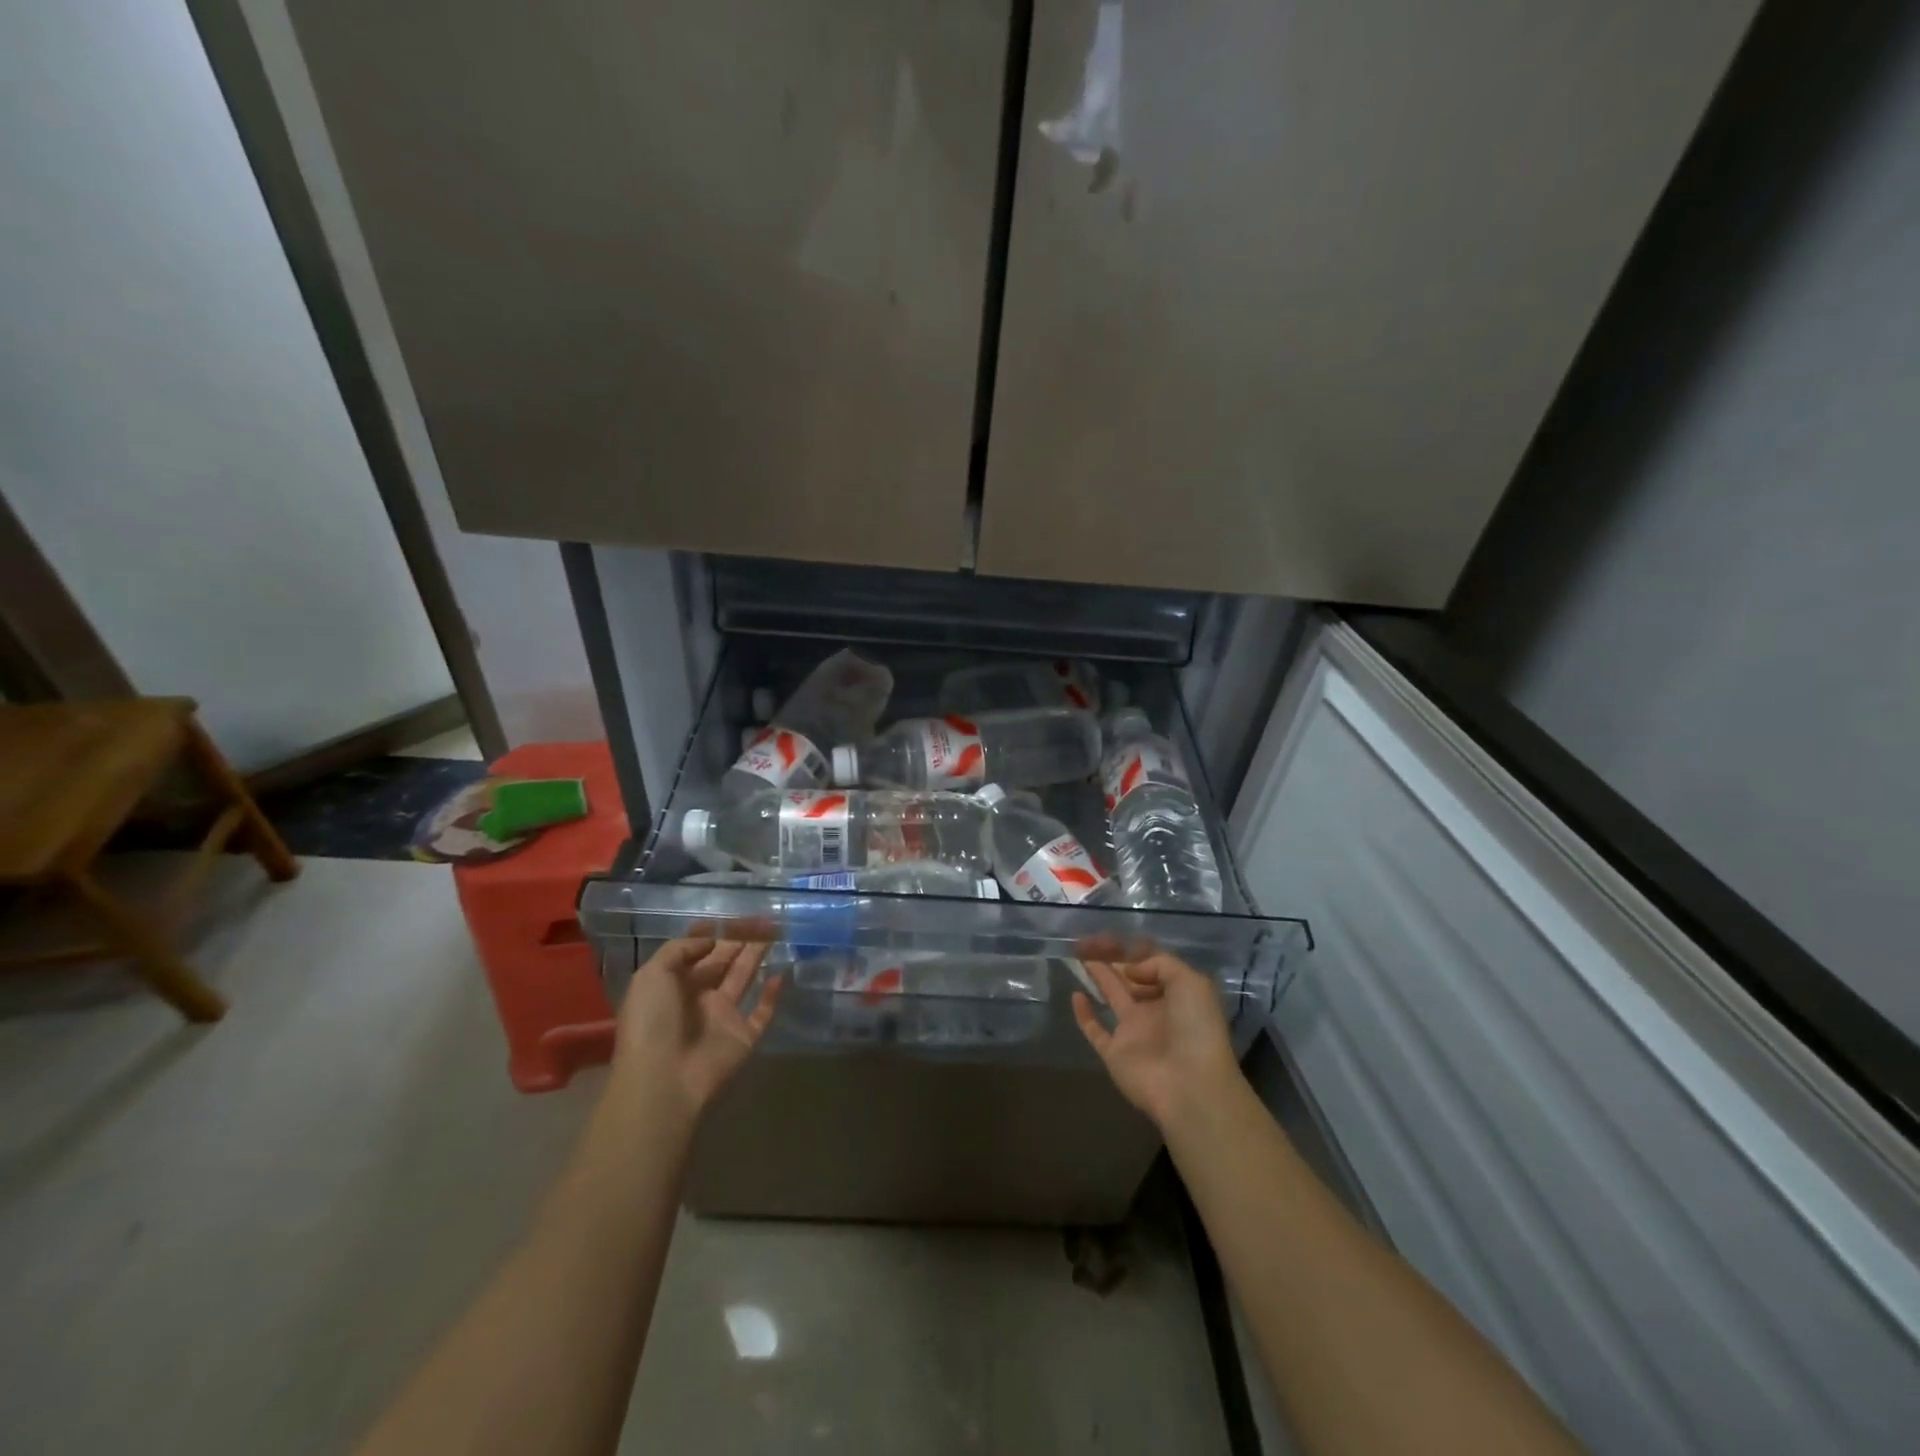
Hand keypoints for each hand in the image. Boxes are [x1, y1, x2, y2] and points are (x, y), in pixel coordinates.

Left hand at [613, 924, 782, 1114]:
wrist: (663, 1080)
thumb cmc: (652, 1023)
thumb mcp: (651, 975)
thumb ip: (680, 949)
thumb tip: (712, 940)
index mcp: (673, 984)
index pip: (697, 952)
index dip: (714, 934)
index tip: (732, 917)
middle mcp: (698, 997)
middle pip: (724, 961)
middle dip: (742, 939)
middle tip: (765, 918)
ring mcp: (722, 1018)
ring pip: (744, 979)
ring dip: (757, 956)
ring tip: (777, 932)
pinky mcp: (743, 1037)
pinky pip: (762, 1013)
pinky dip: (772, 996)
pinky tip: (780, 975)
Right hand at [1072, 949, 1241, 1130]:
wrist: (1190, 1085)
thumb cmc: (1195, 1029)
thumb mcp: (1189, 981)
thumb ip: (1158, 963)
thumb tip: (1128, 968)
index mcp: (1176, 993)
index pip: (1151, 964)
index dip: (1132, 949)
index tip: (1111, 936)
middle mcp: (1154, 1009)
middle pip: (1128, 976)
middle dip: (1110, 957)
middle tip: (1086, 940)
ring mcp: (1133, 1031)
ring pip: (1112, 996)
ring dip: (1098, 975)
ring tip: (1078, 954)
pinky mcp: (1114, 1052)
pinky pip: (1095, 1030)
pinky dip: (1084, 1014)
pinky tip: (1076, 994)